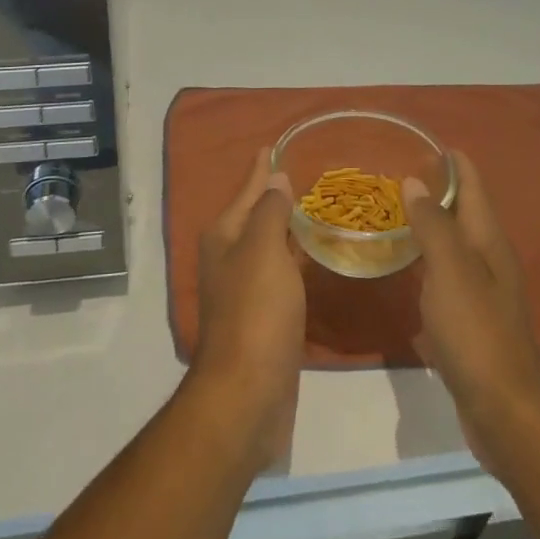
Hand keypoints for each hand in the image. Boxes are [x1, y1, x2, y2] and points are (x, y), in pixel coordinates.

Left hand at [190, 150, 305, 467]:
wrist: (247, 394)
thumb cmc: (255, 312)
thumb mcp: (263, 250)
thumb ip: (270, 212)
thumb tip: (276, 179)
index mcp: (224, 236)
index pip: (247, 189)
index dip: (262, 168)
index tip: (276, 144)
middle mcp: (229, 258)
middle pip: (255, 216)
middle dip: (276, 196)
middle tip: (307, 174)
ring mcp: (244, 289)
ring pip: (269, 245)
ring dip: (286, 227)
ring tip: (315, 208)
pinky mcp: (263, 318)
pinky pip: (281, 274)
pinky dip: (294, 258)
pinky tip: (313, 255)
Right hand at [402, 155, 539, 476]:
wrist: (504, 409)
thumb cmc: (476, 332)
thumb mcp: (451, 271)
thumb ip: (433, 225)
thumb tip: (414, 181)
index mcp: (488, 241)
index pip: (472, 186)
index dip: (452, 162)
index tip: (422, 140)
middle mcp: (489, 259)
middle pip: (464, 211)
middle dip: (437, 188)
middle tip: (395, 171)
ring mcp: (482, 291)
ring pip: (453, 242)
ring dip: (429, 223)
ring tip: (393, 210)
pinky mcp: (470, 319)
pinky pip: (445, 273)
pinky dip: (426, 258)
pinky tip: (404, 265)